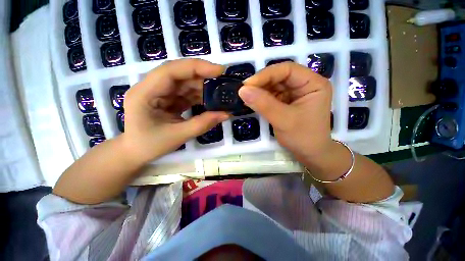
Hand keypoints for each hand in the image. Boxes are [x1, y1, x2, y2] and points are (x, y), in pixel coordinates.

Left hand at [122, 59, 228, 162]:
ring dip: (203, 87)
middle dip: (203, 76)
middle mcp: (151, 87)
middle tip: (223, 81)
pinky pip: (186, 93)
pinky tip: (210, 100)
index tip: (219, 70)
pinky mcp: (168, 99)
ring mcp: (160, 92)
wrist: (136, 152)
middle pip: (180, 74)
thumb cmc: (150, 145)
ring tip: (219, 93)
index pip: (171, 71)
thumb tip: (226, 114)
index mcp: (145, 93)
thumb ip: (203, 124)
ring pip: (185, 83)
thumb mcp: (178, 136)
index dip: (196, 67)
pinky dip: (199, 96)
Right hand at [239, 62, 332, 158]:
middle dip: (261, 83)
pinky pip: (272, 95)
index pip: (287, 70)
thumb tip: (242, 90)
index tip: (247, 84)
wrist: (310, 154)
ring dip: (259, 91)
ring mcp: (295, 93)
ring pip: (274, 85)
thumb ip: (263, 104)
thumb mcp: (283, 120)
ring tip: (247, 97)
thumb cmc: (302, 137)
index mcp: (313, 83)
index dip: (266, 74)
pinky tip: (253, 102)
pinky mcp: (287, 101)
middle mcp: (304, 84)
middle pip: (279, 76)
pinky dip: (261, 98)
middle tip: (244, 91)